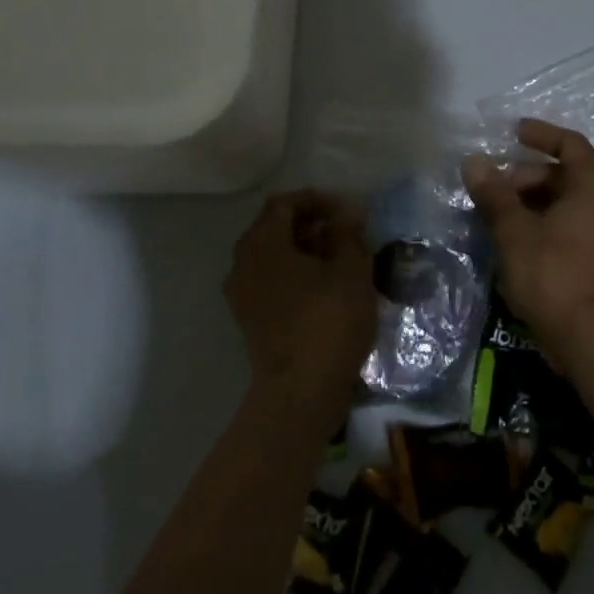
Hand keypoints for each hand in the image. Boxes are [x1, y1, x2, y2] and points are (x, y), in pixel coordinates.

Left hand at [224, 190, 377, 436]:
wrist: (301, 392)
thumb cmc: (328, 321)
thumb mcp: (350, 270)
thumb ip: (347, 234)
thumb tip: (346, 214)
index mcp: (262, 243)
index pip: (285, 203)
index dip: (317, 201)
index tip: (348, 212)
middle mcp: (243, 263)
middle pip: (275, 228)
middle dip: (311, 225)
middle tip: (346, 234)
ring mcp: (242, 294)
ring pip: (273, 256)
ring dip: (305, 251)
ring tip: (341, 261)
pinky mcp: (250, 319)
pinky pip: (272, 281)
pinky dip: (296, 275)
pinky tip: (326, 288)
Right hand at [463, 119, 593, 369]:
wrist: (589, 339)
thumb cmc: (553, 274)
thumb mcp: (514, 231)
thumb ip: (494, 193)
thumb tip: (473, 162)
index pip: (570, 144)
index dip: (540, 134)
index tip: (511, 132)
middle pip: (564, 173)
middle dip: (524, 176)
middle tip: (491, 188)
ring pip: (564, 200)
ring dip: (529, 201)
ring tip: (494, 212)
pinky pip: (569, 223)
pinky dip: (542, 220)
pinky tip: (512, 236)